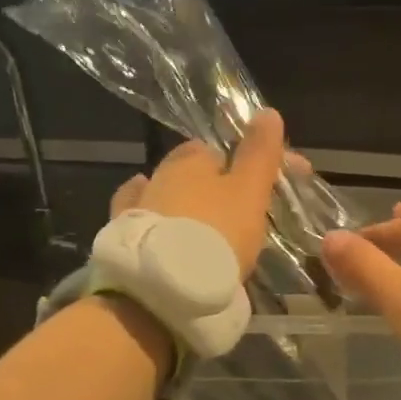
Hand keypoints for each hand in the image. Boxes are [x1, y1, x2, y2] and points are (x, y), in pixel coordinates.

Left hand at [106, 110, 284, 279]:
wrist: (162, 288)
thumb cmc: (216, 231)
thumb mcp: (249, 190)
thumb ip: (260, 152)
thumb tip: (268, 111)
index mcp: (191, 159)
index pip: (224, 148)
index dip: (253, 163)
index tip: (275, 184)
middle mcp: (159, 174)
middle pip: (195, 172)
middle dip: (218, 184)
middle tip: (245, 209)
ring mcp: (138, 207)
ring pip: (169, 196)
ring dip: (188, 205)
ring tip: (212, 227)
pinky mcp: (125, 240)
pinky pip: (148, 223)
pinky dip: (161, 222)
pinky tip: (166, 228)